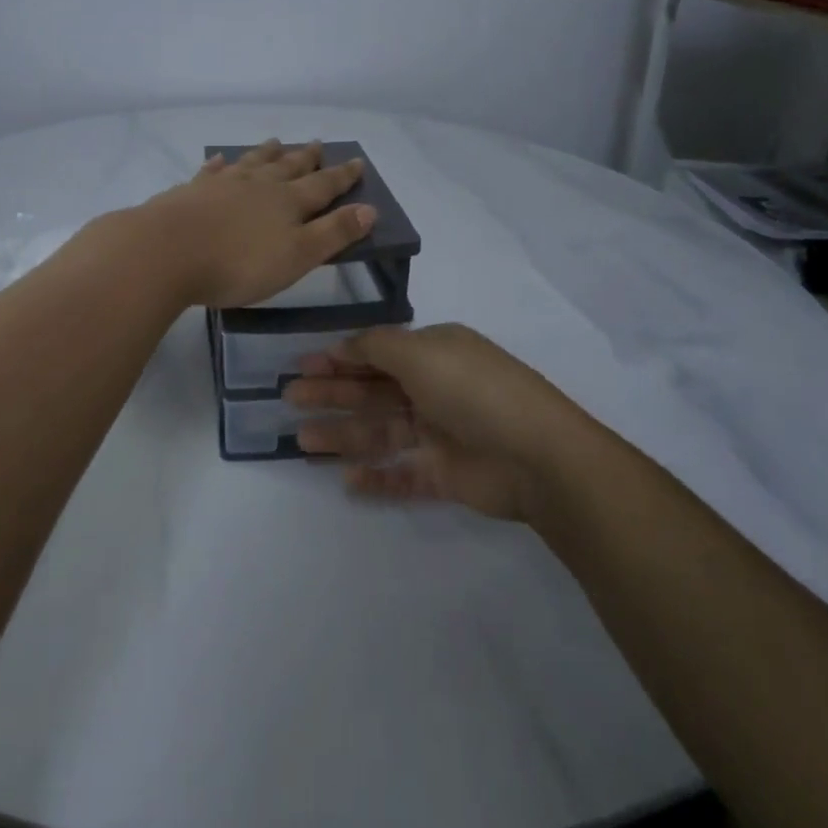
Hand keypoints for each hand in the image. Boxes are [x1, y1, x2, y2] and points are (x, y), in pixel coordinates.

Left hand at [136, 139, 375, 309]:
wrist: (166, 251)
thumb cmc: (238, 263)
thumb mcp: (297, 256)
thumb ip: (333, 233)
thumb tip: (370, 209)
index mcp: (288, 202)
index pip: (323, 185)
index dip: (342, 176)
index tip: (357, 162)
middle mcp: (258, 185)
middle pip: (288, 167)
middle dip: (306, 158)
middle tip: (318, 144)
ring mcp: (223, 184)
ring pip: (252, 162)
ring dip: (267, 153)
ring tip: (276, 141)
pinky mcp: (191, 191)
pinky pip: (212, 171)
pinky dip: (221, 164)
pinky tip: (220, 160)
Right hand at [285, 324, 586, 522]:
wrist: (538, 456)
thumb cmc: (473, 390)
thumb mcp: (421, 352)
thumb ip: (375, 347)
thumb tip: (344, 345)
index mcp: (433, 353)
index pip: (377, 353)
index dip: (339, 358)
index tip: (302, 366)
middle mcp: (435, 388)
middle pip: (372, 391)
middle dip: (332, 394)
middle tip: (290, 400)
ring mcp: (440, 433)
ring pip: (381, 432)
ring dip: (343, 435)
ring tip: (303, 443)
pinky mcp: (446, 474)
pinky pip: (403, 474)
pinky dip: (377, 478)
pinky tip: (348, 481)